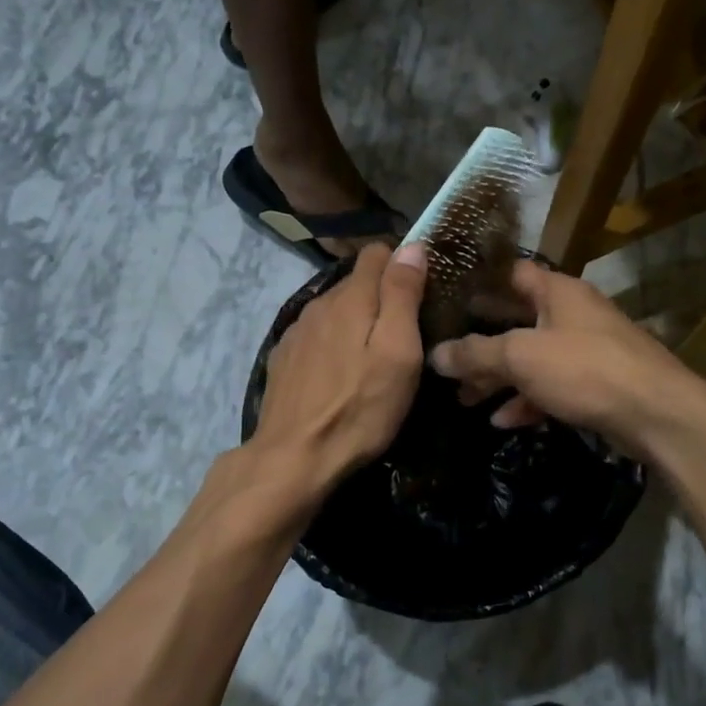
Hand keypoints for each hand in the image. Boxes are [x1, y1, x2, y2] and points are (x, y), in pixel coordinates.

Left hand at [249, 243, 428, 501]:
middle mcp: (319, 304)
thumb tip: (411, 246)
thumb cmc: (360, 407)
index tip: (421, 293)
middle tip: (405, 334)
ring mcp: (297, 332)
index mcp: (350, 298)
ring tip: (373, 358)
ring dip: (356, 322)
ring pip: (335, 310)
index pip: (377, 253)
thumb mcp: (398, 352)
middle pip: (356, 283)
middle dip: (382, 297)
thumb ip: (402, 295)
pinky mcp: (284, 359)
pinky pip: (317, 335)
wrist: (294, 458)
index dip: (402, 265)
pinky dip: (333, 344)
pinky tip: (341, 375)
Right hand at [427, 260, 703, 451]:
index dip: (479, 282)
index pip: (511, 273)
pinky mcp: (595, 383)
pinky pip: (551, 386)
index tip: (446, 297)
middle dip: (481, 341)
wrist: (656, 413)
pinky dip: (526, 400)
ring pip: (531, 358)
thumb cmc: (585, 369)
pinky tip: (502, 421)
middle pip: (516, 320)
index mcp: (557, 291)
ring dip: (499, 377)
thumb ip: (475, 354)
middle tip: (446, 357)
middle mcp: (572, 313)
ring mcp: (585, 349)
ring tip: (465, 398)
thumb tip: (435, 354)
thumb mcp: (521, 357)